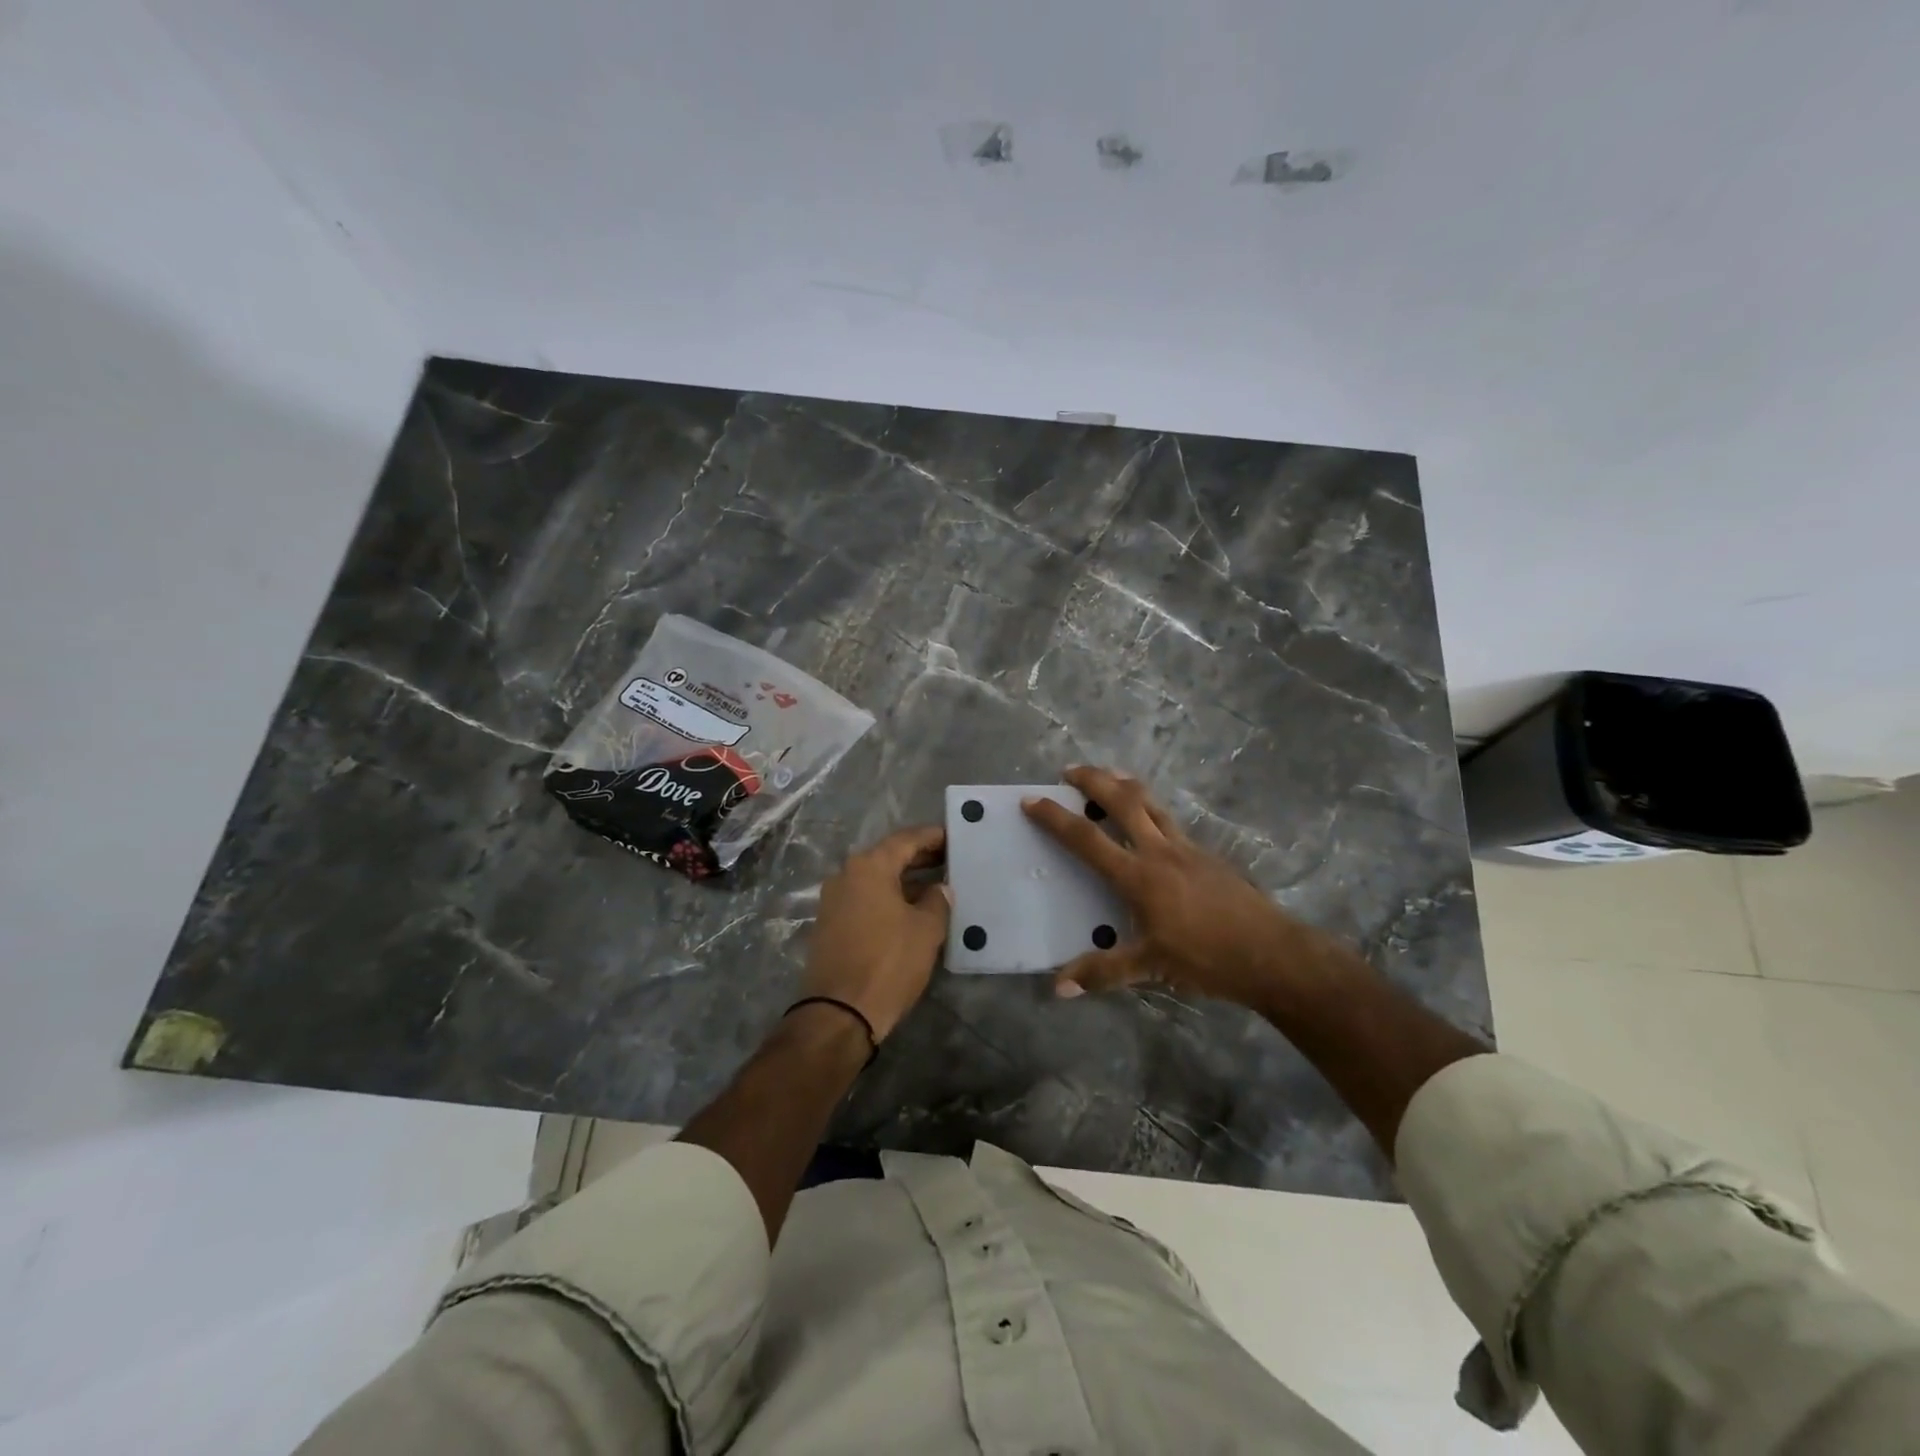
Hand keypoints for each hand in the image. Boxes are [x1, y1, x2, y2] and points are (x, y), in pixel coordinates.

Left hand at [801, 825, 950, 1041]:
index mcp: (868, 867)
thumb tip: (940, 889)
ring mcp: (833, 901)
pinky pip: (865, 900)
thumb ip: (937, 901)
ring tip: (936, 886)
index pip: (905, 839)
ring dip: (904, 881)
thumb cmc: (888, 962)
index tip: (954, 837)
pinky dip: (889, 898)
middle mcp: (845, 875)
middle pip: (888, 857)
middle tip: (950, 860)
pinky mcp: (830, 925)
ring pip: (876, 880)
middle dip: (919, 858)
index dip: (932, 837)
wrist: (839, 1013)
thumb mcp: (926, 930)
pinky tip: (911, 910)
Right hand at [1023, 766, 1351, 1010]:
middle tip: (1070, 770)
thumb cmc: (1206, 958)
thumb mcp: (1150, 967)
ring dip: (1124, 784)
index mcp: (1138, 876)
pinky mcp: (1207, 854)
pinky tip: (1150, 819)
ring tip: (1107, 776)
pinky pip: (1170, 819)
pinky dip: (1150, 808)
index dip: (1055, 818)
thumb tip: (1058, 988)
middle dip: (1093, 779)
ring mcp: (1187, 848)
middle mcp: (1159, 851)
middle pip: (1122, 800)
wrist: (1271, 952)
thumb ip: (1102, 972)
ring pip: (1151, 803)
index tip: (1031, 800)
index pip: (1086, 839)